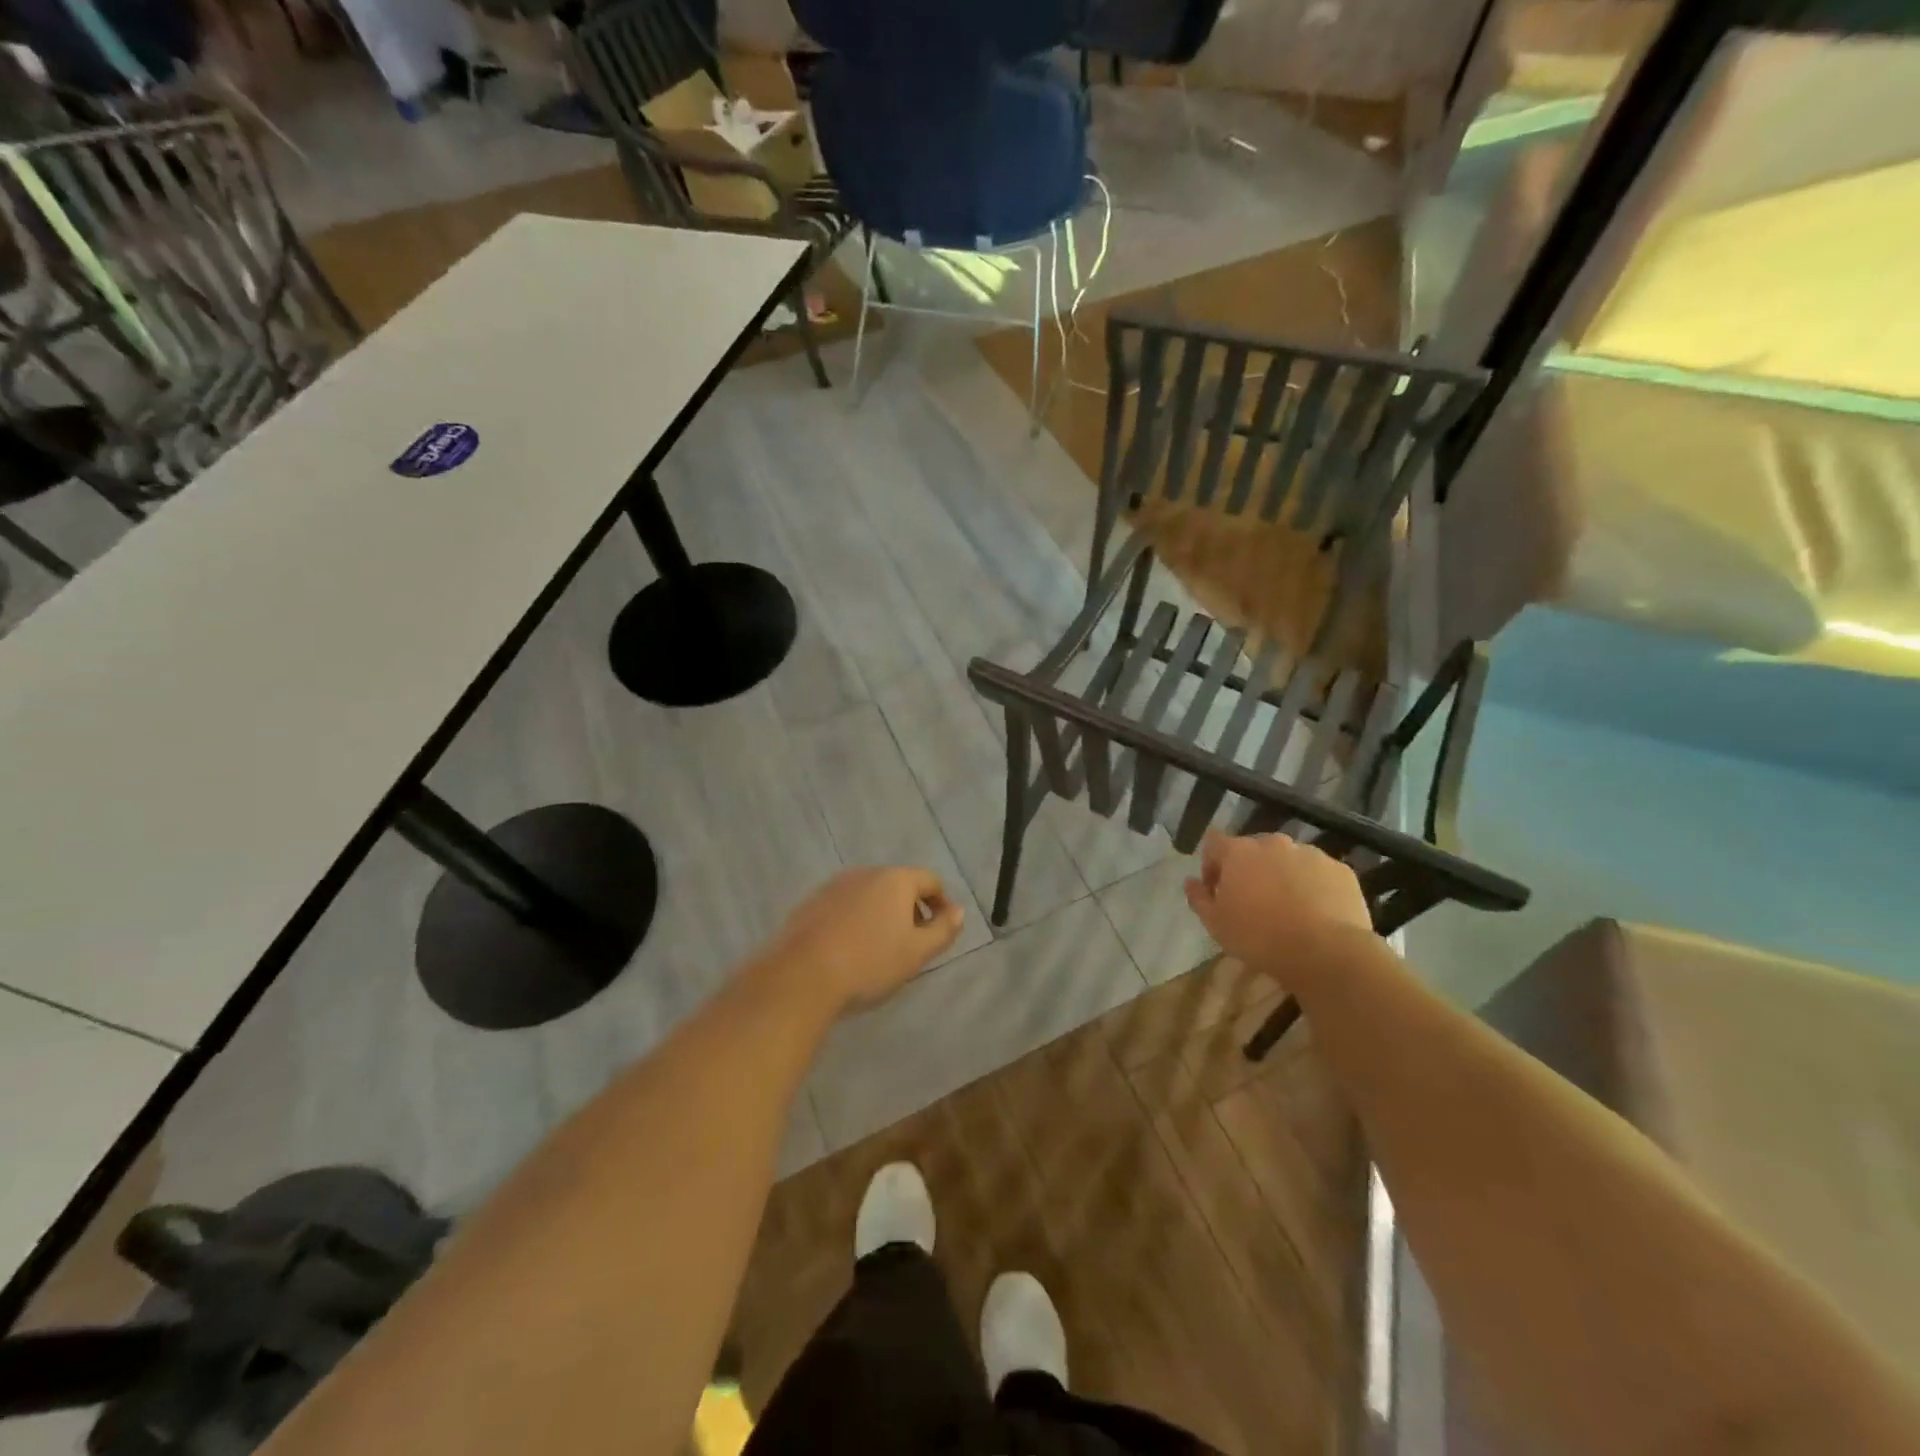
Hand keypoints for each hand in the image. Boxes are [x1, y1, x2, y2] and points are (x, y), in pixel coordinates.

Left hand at [763, 866, 964, 1014]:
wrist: (801, 976)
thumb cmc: (870, 963)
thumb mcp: (917, 953)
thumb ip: (943, 930)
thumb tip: (958, 911)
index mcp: (895, 880)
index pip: (930, 880)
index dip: (941, 903)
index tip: (942, 929)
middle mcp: (865, 873)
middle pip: (898, 885)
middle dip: (910, 909)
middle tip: (912, 943)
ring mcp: (834, 886)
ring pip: (869, 895)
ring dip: (881, 915)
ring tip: (880, 949)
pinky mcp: (811, 903)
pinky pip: (844, 906)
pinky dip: (854, 920)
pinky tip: (849, 950)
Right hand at [1184, 830, 1373, 973]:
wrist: (1326, 953)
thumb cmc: (1259, 937)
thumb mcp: (1216, 924)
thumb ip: (1198, 898)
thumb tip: (1190, 882)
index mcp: (1238, 851)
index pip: (1214, 843)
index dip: (1211, 864)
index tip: (1216, 890)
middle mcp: (1273, 843)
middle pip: (1253, 850)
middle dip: (1249, 870)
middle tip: (1252, 902)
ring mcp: (1310, 853)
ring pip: (1288, 860)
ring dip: (1282, 876)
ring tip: (1288, 909)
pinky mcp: (1341, 870)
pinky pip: (1318, 873)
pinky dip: (1313, 886)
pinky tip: (1315, 913)